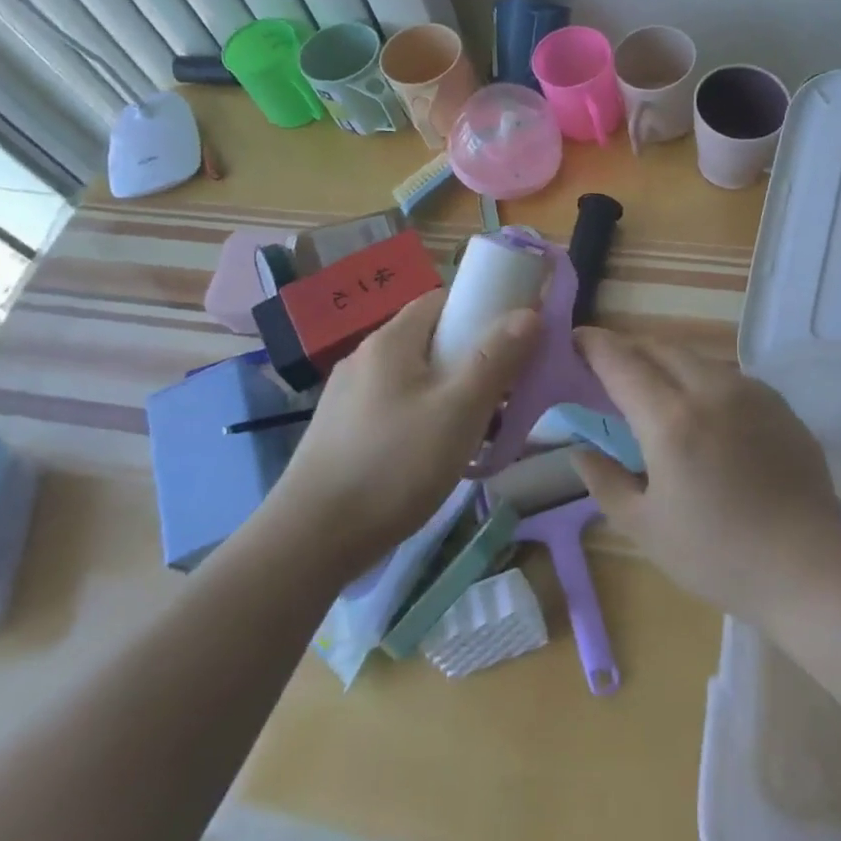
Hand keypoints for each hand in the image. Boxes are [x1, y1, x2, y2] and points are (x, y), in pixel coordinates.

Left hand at [269, 290, 539, 570]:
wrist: (311, 540)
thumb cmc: (394, 465)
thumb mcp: (458, 411)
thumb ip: (496, 359)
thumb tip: (529, 313)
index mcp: (391, 341)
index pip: (443, 299)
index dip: (483, 310)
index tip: (516, 339)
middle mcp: (367, 358)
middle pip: (434, 341)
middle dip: (476, 361)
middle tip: (507, 395)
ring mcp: (351, 397)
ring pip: (420, 379)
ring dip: (456, 395)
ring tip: (483, 432)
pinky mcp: (345, 432)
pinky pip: (401, 408)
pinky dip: (430, 419)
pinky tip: (442, 455)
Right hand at [570, 327, 840, 624]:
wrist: (809, 566)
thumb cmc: (718, 555)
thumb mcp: (646, 528)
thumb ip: (605, 482)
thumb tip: (580, 450)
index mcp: (671, 420)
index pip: (622, 364)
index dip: (595, 345)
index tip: (576, 338)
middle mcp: (710, 390)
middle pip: (660, 349)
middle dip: (630, 349)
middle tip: (609, 364)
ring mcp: (750, 392)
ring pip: (696, 358)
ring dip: (666, 362)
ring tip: (653, 385)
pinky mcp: (777, 403)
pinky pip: (727, 376)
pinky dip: (701, 378)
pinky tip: (702, 408)